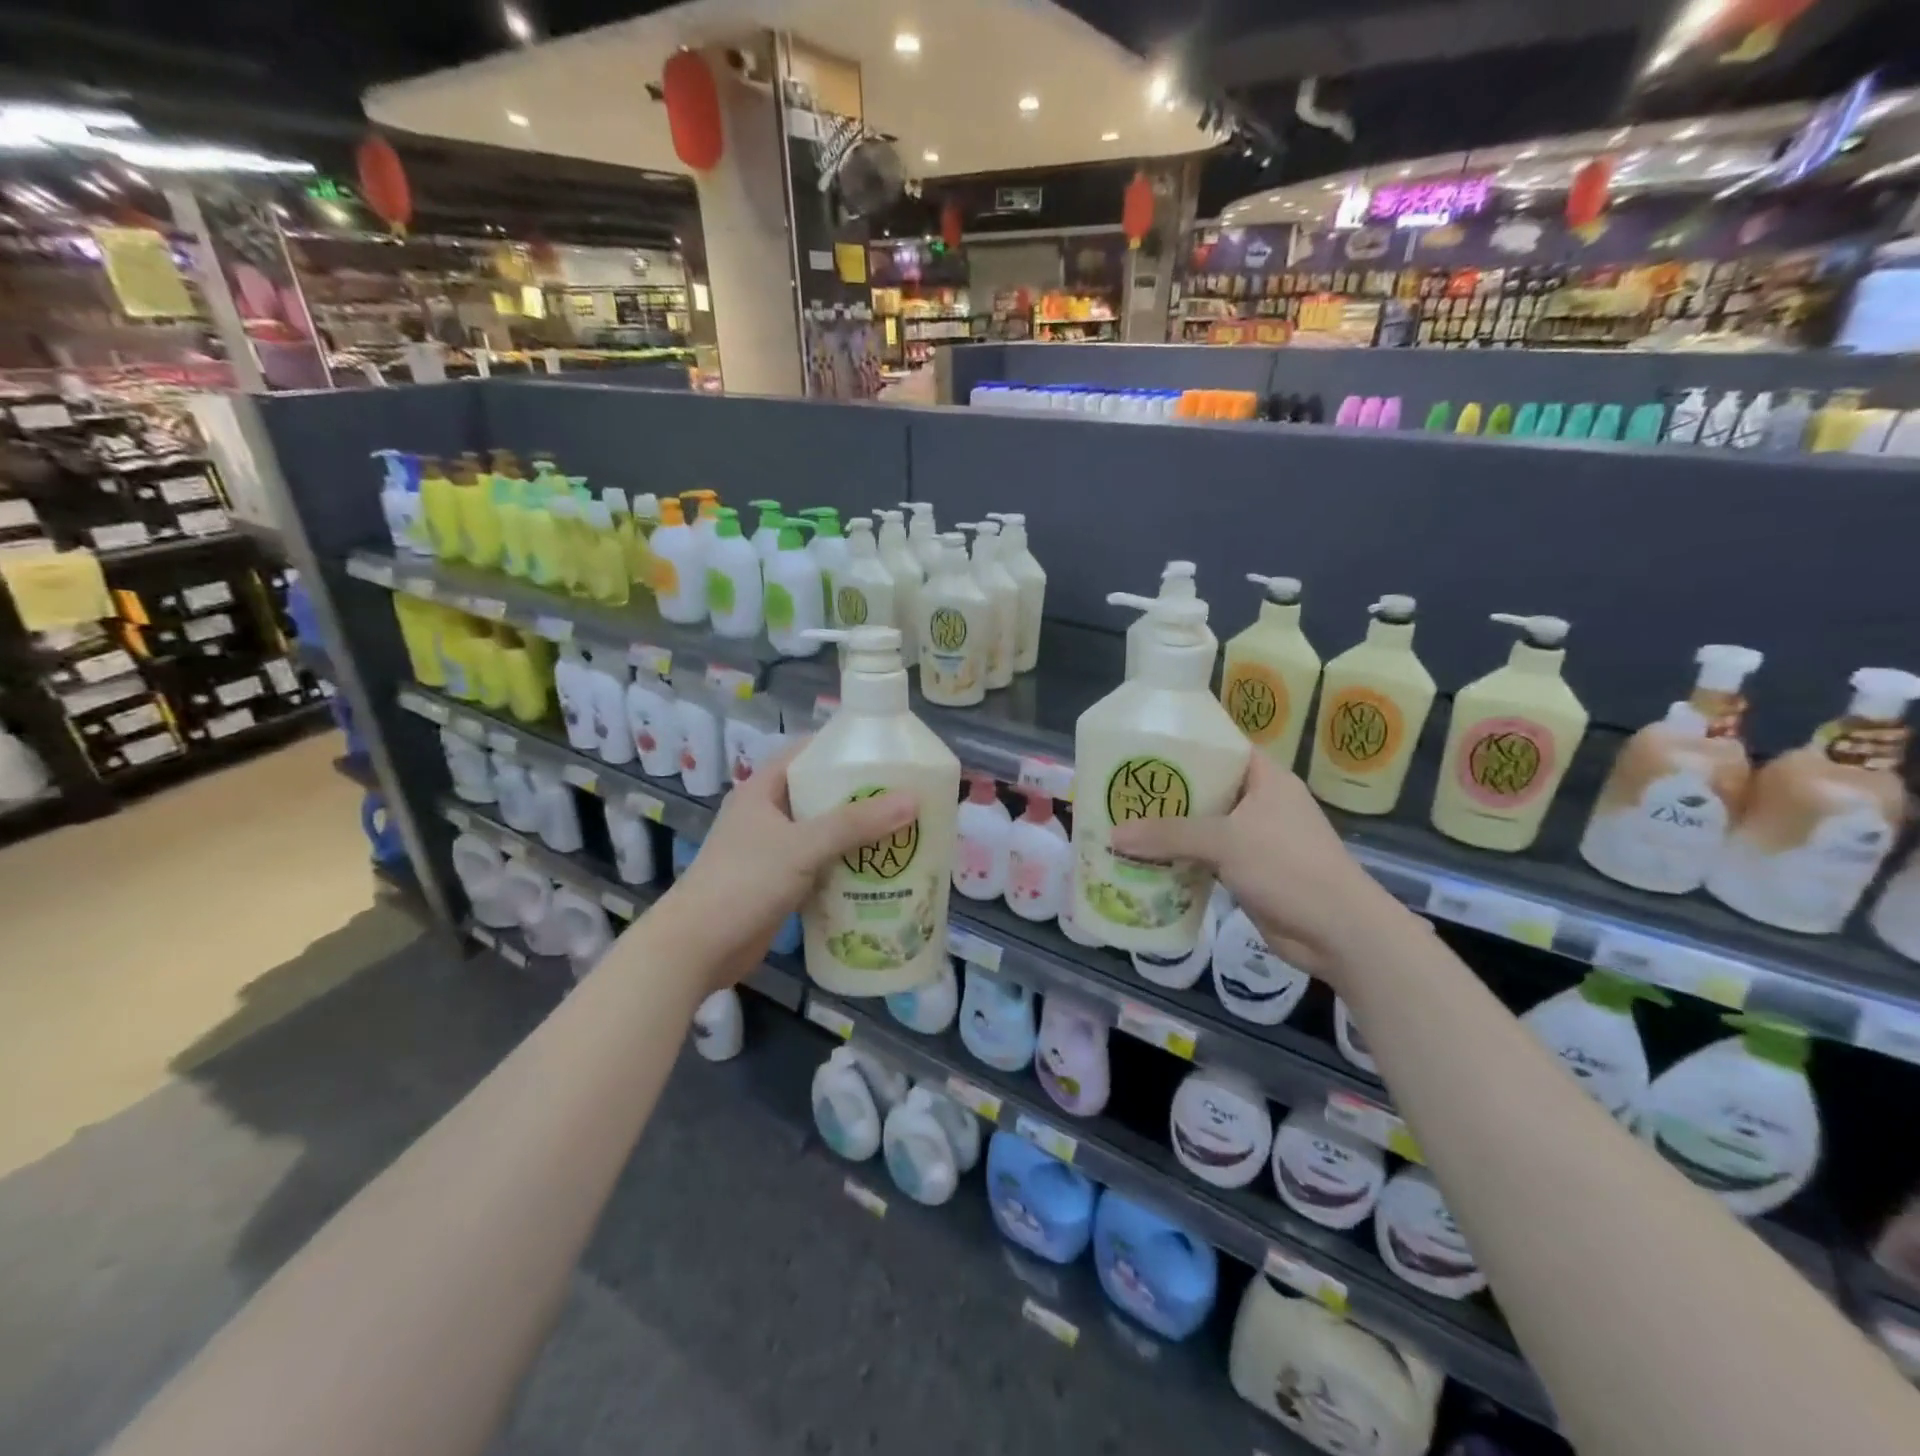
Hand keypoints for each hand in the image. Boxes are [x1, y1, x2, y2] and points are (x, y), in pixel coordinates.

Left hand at [655, 740, 915, 985]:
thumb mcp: (803, 846)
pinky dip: (847, 866)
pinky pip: (821, 865)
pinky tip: (880, 872)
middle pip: (820, 794)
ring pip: (824, 833)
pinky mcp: (780, 883)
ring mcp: (773, 851)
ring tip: (904, 831)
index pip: (806, 754)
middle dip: (860, 796)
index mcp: (762, 790)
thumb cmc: (744, 883)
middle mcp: (768, 815)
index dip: (843, 749)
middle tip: (906, 795)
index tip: (886, 752)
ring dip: (857, 835)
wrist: (697, 949)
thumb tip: (913, 799)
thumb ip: (856, 824)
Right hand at [1109, 753, 1418, 989]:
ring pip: (1202, 826)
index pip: (1221, 747)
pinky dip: (1179, 859)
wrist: (1338, 932)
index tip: (1142, 748)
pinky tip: (1144, 861)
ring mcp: (1254, 839)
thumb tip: (1113, 834)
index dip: (1184, 744)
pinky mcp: (1247, 872)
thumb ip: (1169, 835)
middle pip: (1205, 788)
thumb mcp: (1226, 841)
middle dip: (1165, 792)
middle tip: (1121, 789)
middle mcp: (1259, 803)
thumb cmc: (1289, 868)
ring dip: (1168, 830)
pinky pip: (1205, 857)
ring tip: (1122, 822)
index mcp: (1265, 779)